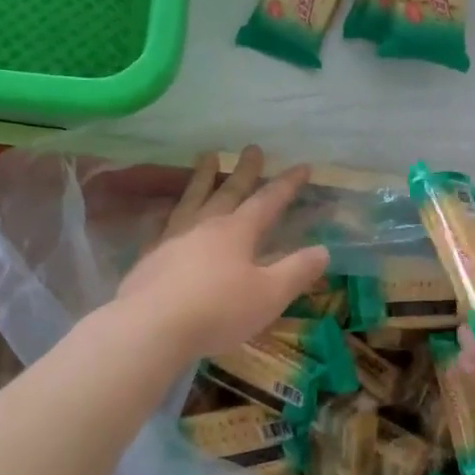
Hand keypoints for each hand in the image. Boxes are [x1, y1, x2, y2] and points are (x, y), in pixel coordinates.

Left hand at [116, 146, 329, 362]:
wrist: (151, 326)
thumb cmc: (218, 310)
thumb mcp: (269, 295)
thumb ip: (297, 271)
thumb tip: (323, 250)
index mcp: (238, 232)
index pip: (267, 201)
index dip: (287, 184)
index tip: (302, 166)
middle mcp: (205, 226)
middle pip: (228, 191)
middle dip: (245, 171)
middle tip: (252, 147)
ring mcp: (174, 238)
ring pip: (193, 199)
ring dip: (203, 177)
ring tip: (207, 157)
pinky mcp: (150, 256)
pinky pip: (165, 222)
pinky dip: (172, 211)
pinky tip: (170, 213)